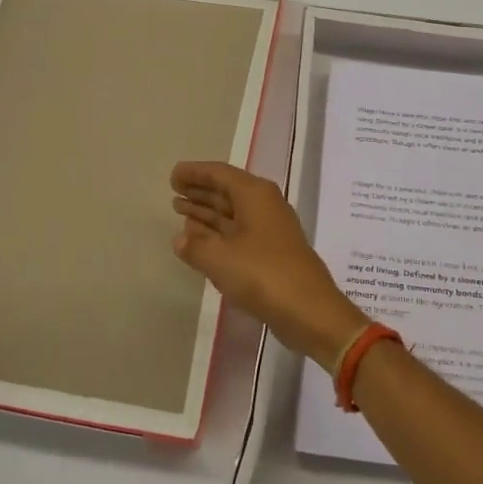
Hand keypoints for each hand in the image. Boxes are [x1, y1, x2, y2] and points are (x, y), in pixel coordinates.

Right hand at [171, 161, 367, 370]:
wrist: (309, 311)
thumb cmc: (262, 275)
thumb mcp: (220, 258)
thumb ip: (195, 245)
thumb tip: (180, 238)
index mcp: (255, 195)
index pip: (220, 174)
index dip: (195, 173)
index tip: (173, 175)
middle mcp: (265, 205)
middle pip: (227, 190)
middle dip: (200, 190)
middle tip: (173, 191)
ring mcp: (270, 230)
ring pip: (232, 213)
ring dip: (207, 212)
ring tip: (180, 210)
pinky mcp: (272, 253)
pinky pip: (239, 232)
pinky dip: (218, 232)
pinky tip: (201, 239)